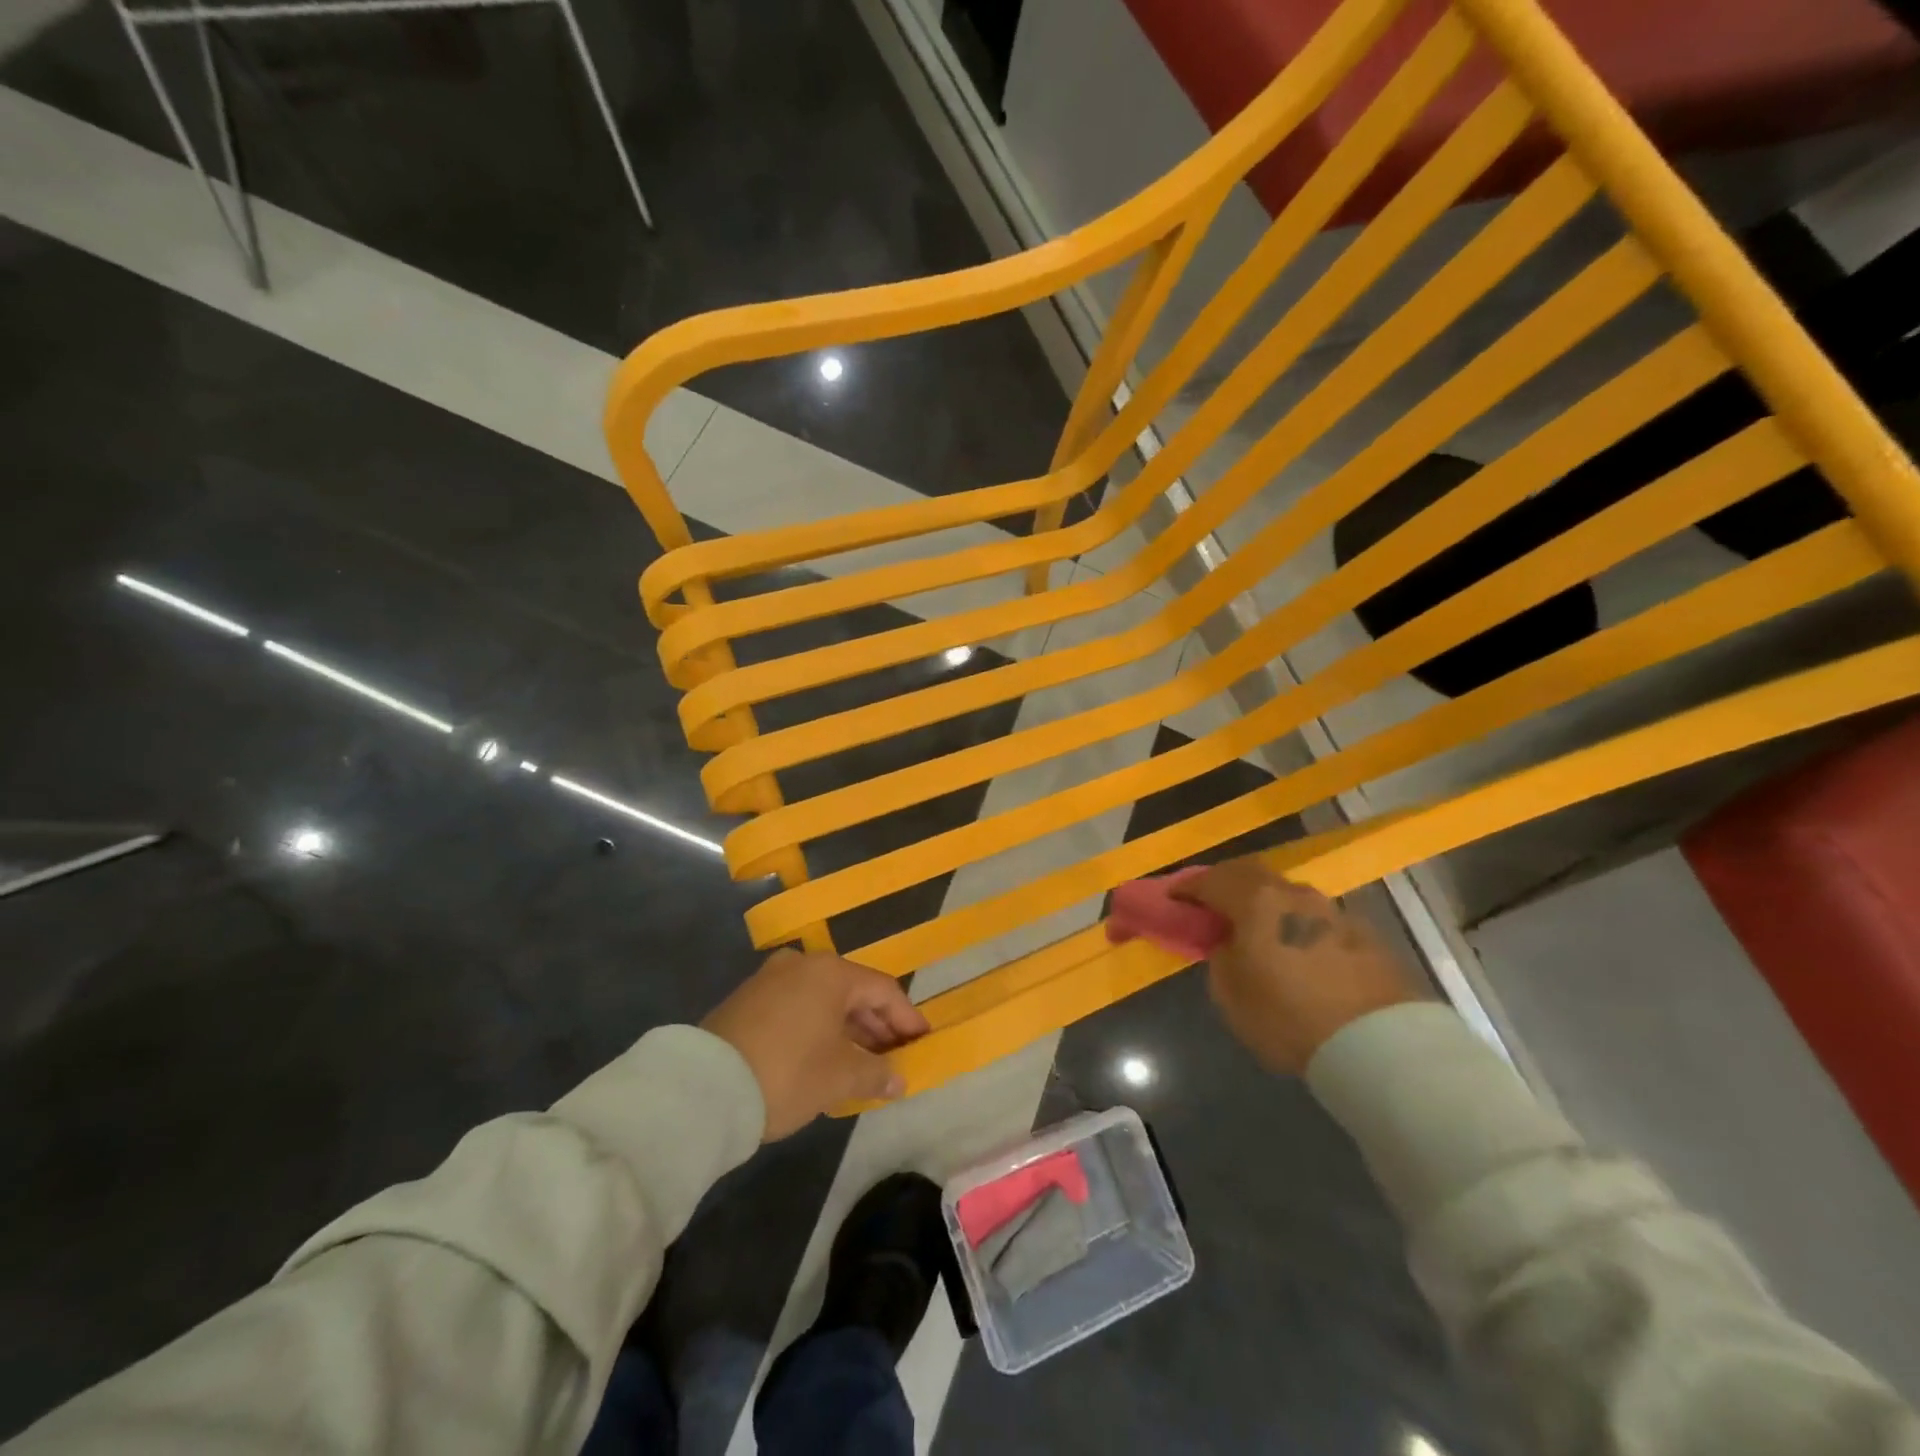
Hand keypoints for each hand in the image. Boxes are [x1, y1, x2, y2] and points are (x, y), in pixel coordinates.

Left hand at [702, 949, 929, 1139]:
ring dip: (847, 1030)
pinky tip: (824, 1059)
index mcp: (830, 972)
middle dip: (877, 1026)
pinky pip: (797, 1008)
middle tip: (894, 1058)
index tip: (922, 1043)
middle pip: (852, 992)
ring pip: (822, 1001)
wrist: (703, 1088)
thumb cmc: (786, 1073)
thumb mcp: (839, 1078)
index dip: (907, 1019)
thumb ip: (876, 1074)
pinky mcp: (746, 1001)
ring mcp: (769, 979)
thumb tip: (899, 1079)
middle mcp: (801, 965)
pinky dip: (817, 1029)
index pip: (883, 990)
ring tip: (862, 1065)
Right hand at [1174, 859, 1415, 1074]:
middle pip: (1251, 874)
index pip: (1210, 880)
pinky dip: (1296, 926)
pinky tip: (1296, 952)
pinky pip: (1316, 920)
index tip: (1172, 900)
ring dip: (1266, 905)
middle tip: (1212, 906)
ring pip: (1287, 895)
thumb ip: (1222, 957)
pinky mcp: (1364, 935)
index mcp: (1256, 900)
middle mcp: (1294, 894)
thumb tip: (1230, 944)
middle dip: (1226, 885)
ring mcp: (1333, 911)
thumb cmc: (1289, 1018)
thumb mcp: (1230, 994)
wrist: (1380, 1046)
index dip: (1187, 889)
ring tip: (1257, 931)